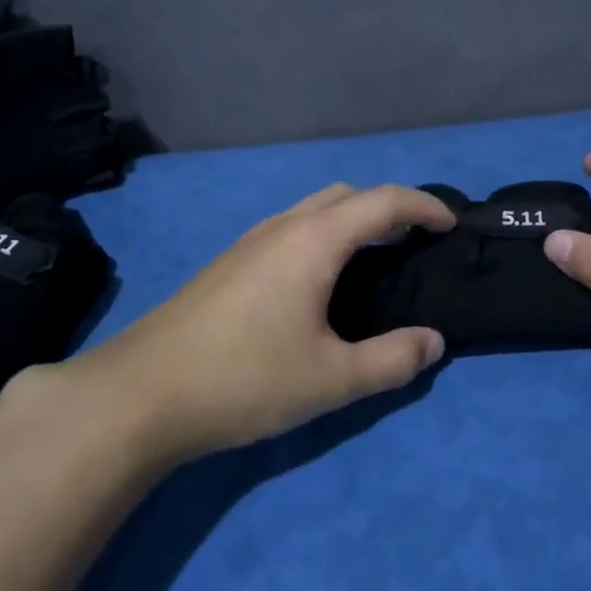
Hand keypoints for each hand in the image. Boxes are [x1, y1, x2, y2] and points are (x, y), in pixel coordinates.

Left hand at [19, 184, 454, 465]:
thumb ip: (392, 360)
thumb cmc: (244, 379)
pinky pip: (291, 229)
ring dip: (352, 221)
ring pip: (313, 210)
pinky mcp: (228, 264)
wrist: (139, 394)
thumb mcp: (331, 379)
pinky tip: (319, 284)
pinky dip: (323, 236)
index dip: (424, 206)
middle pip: (347, 195)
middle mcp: (282, 227)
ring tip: (373, 261)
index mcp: (313, 241)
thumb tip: (433, 342)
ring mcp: (249, 242)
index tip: (451, 224)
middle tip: (414, 243)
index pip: (383, 201)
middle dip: (388, 208)